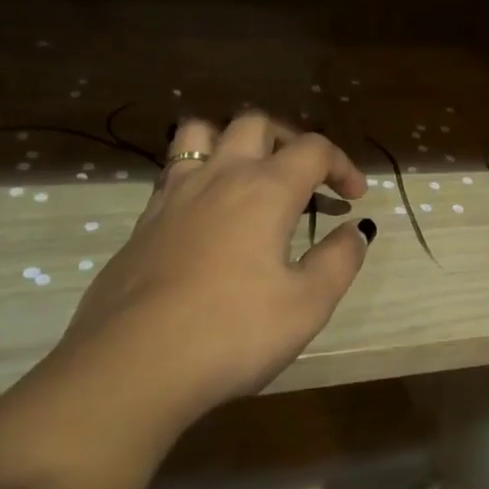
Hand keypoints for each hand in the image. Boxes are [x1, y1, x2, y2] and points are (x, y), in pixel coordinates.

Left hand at [51, 112, 371, 423]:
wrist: (133, 365)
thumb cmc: (233, 332)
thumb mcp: (307, 305)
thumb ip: (339, 260)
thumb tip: (355, 231)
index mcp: (265, 190)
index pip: (313, 149)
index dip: (342, 164)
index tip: (354, 197)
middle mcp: (218, 177)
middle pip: (255, 123)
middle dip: (289, 139)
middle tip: (304, 178)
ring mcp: (173, 196)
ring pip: (199, 133)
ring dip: (231, 141)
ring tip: (248, 176)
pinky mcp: (143, 222)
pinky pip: (173, 172)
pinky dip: (199, 175)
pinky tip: (208, 217)